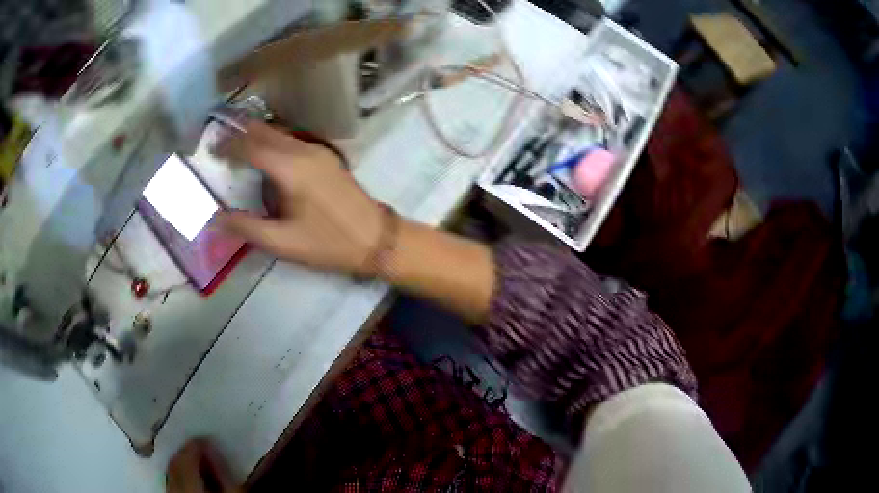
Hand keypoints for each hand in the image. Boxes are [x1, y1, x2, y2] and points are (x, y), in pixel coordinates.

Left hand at [166, 439, 239, 492]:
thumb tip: (212, 448)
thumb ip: (223, 473)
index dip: (196, 444)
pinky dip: (178, 476)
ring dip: (181, 464)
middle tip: (201, 447)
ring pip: (170, 473)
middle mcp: (174, 488)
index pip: (186, 457)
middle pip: (175, 463)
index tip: (207, 438)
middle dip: (186, 453)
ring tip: (195, 462)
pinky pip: (170, 484)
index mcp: (190, 486)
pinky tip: (188, 479)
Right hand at [215, 120, 383, 275]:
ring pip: (280, 133)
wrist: (376, 239)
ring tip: (237, 145)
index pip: (251, 146)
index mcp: (290, 168)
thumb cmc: (328, 243)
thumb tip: (215, 218)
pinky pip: (293, 140)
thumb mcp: (283, 242)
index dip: (229, 145)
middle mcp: (304, 151)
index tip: (211, 148)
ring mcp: (319, 151)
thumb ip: (246, 228)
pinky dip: (274, 141)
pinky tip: (266, 154)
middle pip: (266, 132)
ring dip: (257, 135)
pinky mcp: (327, 156)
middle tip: (219, 141)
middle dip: (240, 133)